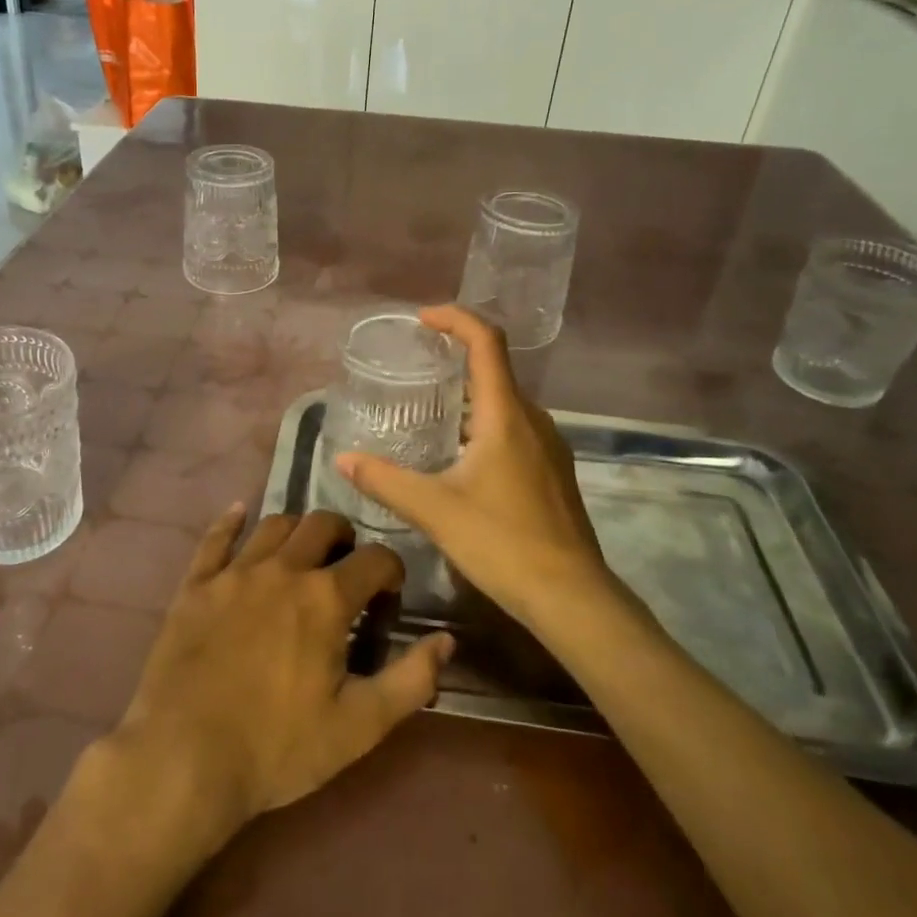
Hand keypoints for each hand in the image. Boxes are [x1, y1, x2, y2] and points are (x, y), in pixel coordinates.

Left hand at [108, 505, 453, 848]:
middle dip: (344, 537)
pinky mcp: (195, 585)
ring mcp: (234, 572)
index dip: (391, 570)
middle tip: (346, 564)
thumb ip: (410, 681)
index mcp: (325, 599)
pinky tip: (238, 513)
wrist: (183, 758)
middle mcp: (283, 569)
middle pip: (322, 524)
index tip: (390, 593)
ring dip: (296, 529)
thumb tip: (447, 640)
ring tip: (303, 550)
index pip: (374, 559)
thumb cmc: (277, 748)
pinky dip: (230, 522)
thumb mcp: (358, 727)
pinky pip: (215, 538)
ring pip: (274, 525)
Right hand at [336, 306, 648, 635]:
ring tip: (430, 408)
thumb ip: (385, 481)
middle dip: (456, 356)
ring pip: (505, 402)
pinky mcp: (552, 471)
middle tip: (416, 365)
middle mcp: (532, 420)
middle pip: (495, 368)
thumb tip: (343, 460)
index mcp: (506, 415)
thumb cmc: (503, 543)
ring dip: (469, 393)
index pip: (486, 342)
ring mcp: (548, 446)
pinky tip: (459, 454)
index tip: (422, 318)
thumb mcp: (435, 510)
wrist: (572, 597)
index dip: (455, 319)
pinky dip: (484, 422)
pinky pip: (514, 427)